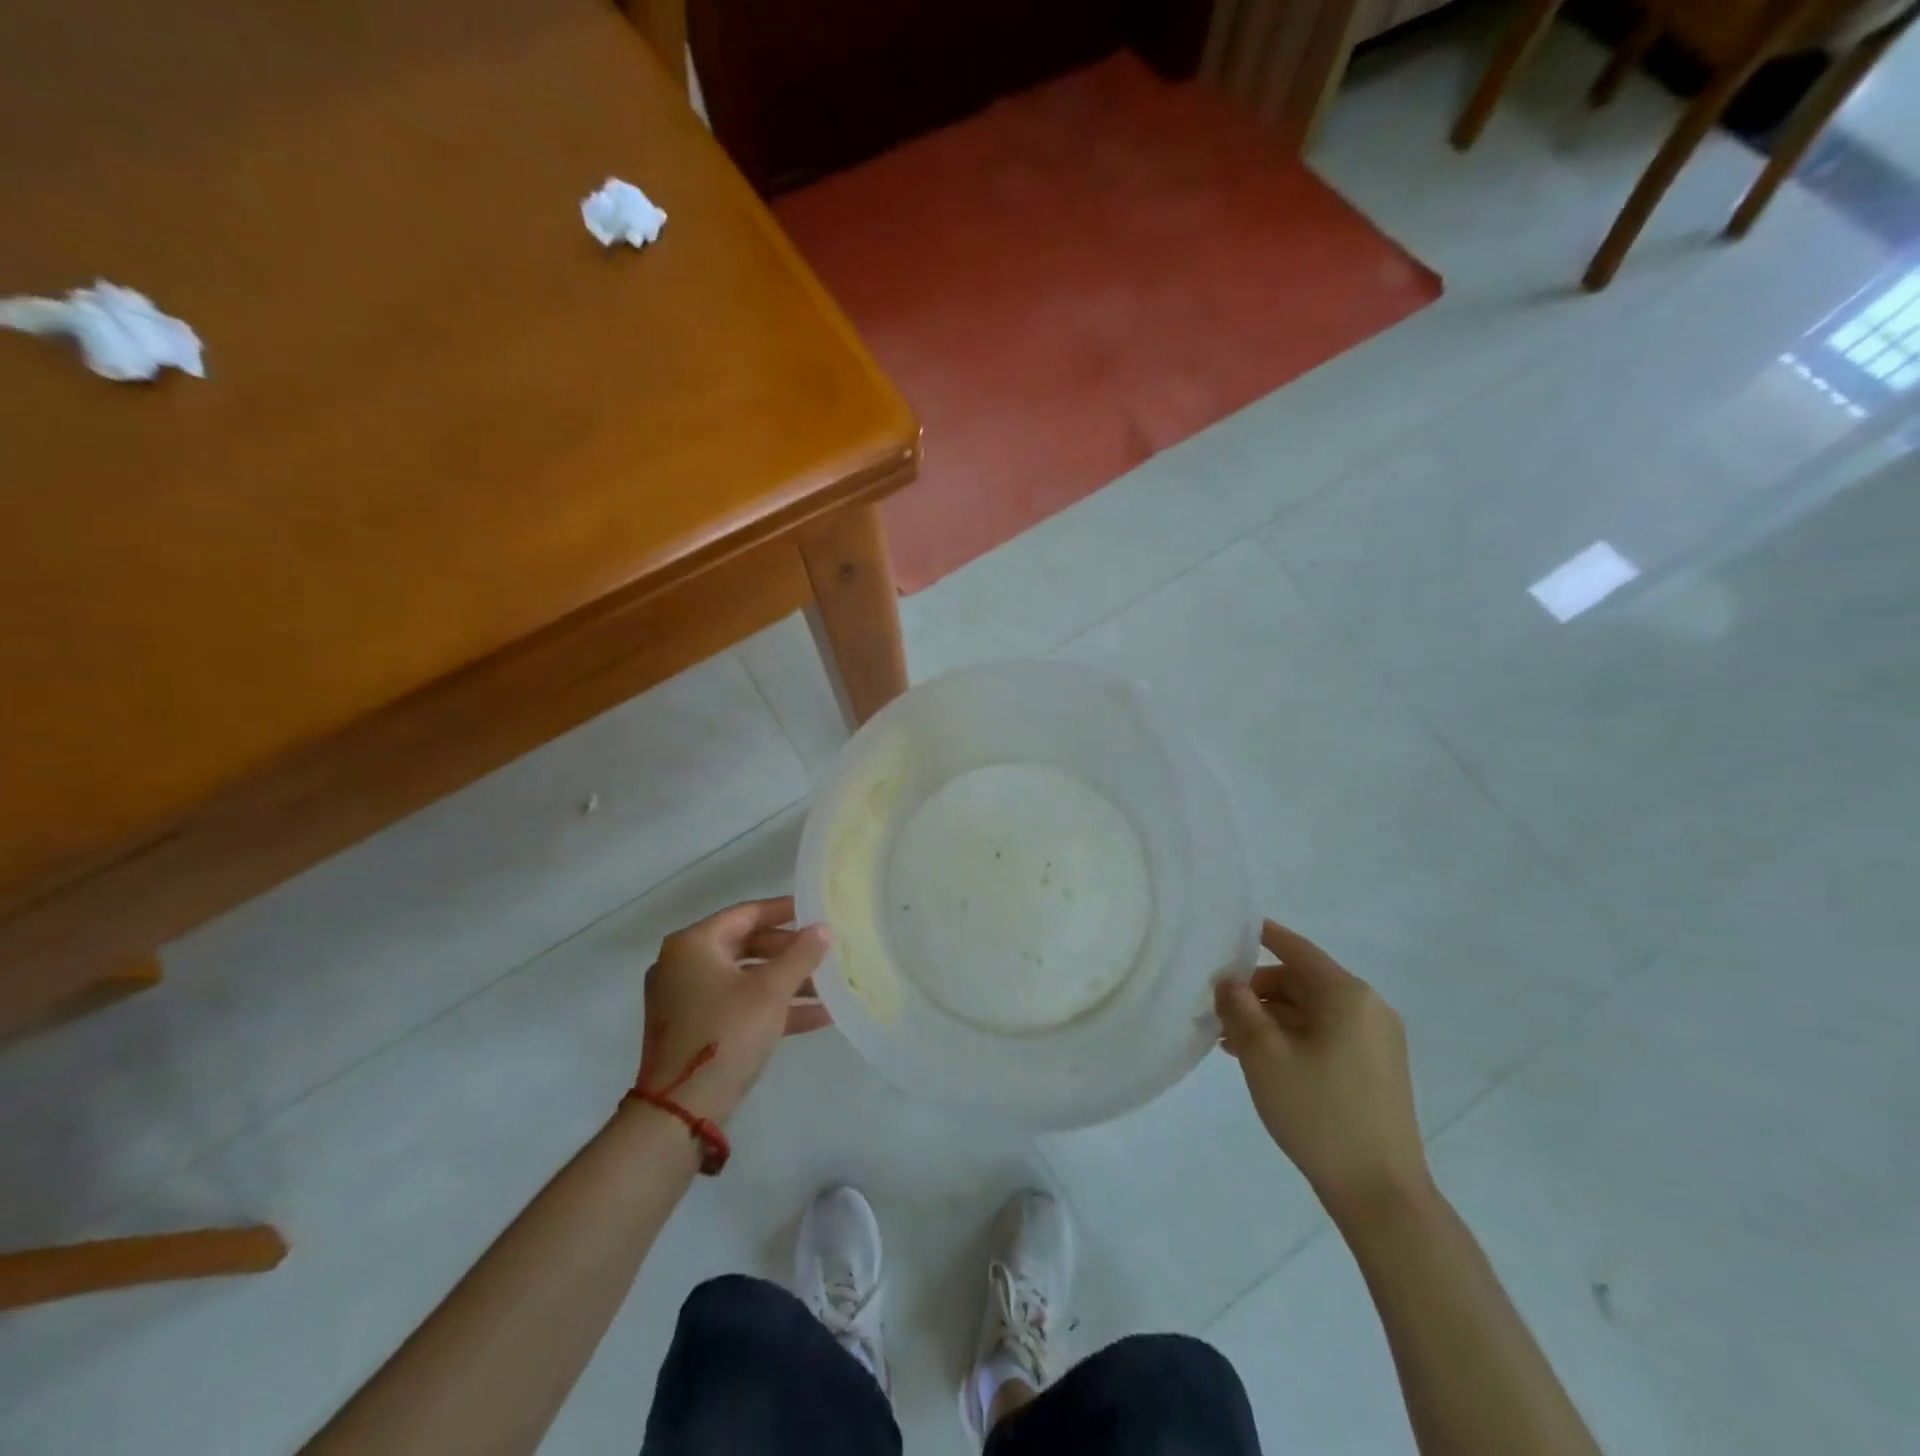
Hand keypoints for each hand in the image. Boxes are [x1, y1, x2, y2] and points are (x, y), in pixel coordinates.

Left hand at [637, 897, 832, 1124]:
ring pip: (746, 979)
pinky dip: (772, 1008)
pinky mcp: (694, 1029)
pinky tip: (817, 1017)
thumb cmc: (725, 1033)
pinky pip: (739, 1006)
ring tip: (830, 987)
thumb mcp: (771, 991)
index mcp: (693, 945)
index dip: (783, 910)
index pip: (746, 914)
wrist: (680, 1111)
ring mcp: (686, 999)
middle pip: (746, 946)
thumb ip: (800, 954)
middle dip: (790, 953)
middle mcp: (684, 965)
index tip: (815, 911)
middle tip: (825, 952)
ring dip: (787, 983)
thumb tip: (823, 929)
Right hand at [1215, 918, 1431, 1221]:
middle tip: (1217, 1009)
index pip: (1296, 949)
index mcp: (1347, 995)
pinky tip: (1260, 1060)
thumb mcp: (1264, 1054)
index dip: (1262, 935)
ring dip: (1270, 1018)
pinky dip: (1291, 1038)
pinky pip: (1325, 1035)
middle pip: (1301, 981)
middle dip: (1257, 990)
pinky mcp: (1376, 1069)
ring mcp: (1376, 1041)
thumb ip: (1240, 1007)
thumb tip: (1229, 981)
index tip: (1228, 930)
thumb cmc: (1319, 1112)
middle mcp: (1368, 1008)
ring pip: (1311, 1011)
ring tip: (1229, 1040)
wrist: (1381, 1194)